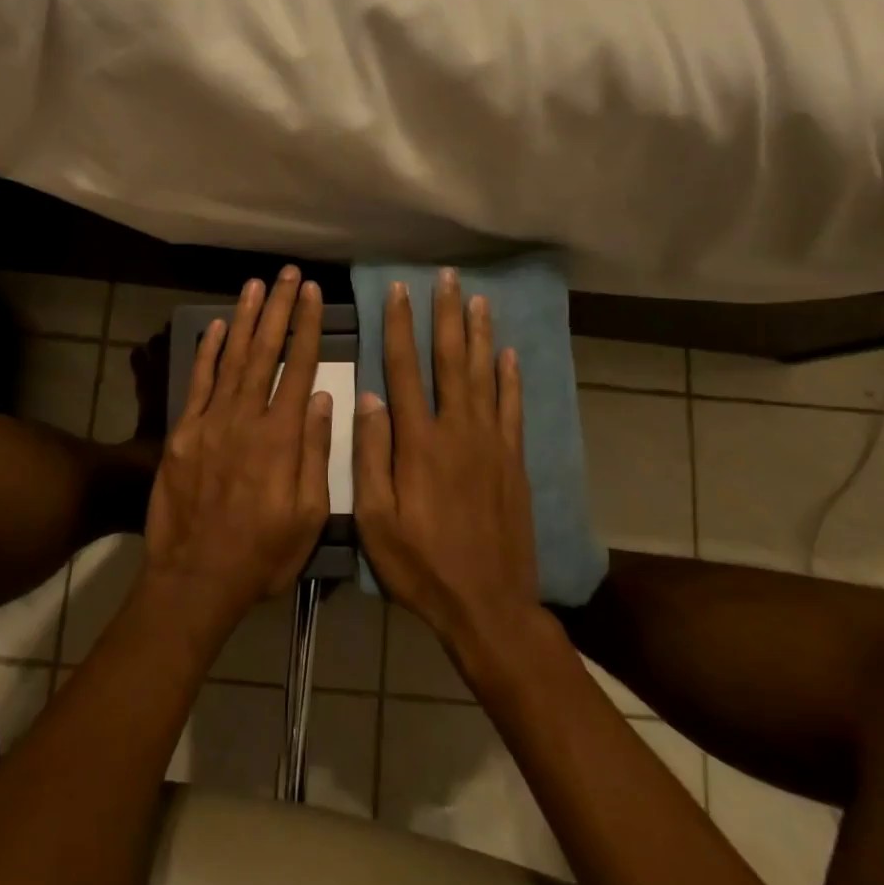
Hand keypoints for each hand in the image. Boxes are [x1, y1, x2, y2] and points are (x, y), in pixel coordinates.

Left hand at [144, 268, 332, 635]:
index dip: (307, 327)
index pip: (298, 368)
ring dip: (244, 319)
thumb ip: (316, 452)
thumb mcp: (308, 515)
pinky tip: (216, 326)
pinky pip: (197, 382)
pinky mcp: (183, 433)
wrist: (195, 578)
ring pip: (231, 358)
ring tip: (257, 285)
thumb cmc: (262, 553)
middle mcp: (245, 418)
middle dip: (279, 309)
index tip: (314, 294)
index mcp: (281, 437)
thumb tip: (323, 398)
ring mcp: (210, 422)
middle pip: (264, 352)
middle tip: (288, 274)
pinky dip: (206, 352)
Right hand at [354, 270, 542, 664]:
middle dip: (445, 316)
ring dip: (479, 335)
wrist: (489, 605)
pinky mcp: (514, 461)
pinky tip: (508, 355)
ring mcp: (491, 444)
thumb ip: (370, 455)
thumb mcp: (376, 520)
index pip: (404, 369)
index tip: (398, 292)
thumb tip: (369, 397)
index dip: (399, 327)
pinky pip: (512, 409)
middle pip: (450, 360)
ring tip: (477, 299)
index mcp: (418, 443)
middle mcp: (457, 431)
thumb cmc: (421, 566)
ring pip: (485, 375)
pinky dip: (510, 378)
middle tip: (446, 279)